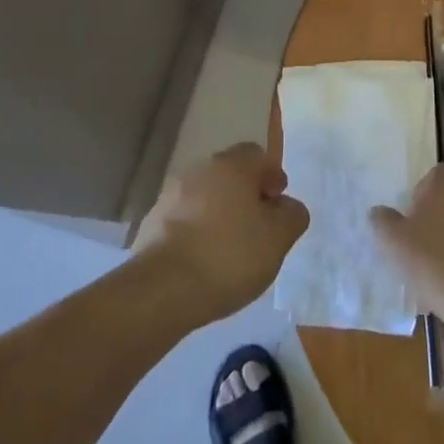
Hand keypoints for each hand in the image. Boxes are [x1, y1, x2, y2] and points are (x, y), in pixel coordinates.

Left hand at [134, 142, 309, 322]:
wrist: (163, 288)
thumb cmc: (229, 256)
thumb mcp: (278, 239)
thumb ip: (292, 216)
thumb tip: (287, 206)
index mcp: (232, 166)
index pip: (258, 155)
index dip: (272, 177)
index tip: (277, 205)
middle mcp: (199, 170)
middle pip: (229, 173)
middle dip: (245, 194)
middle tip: (257, 226)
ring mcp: (170, 194)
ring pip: (204, 195)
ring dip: (219, 212)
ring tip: (229, 247)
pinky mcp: (152, 221)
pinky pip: (183, 217)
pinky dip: (196, 230)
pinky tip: (202, 259)